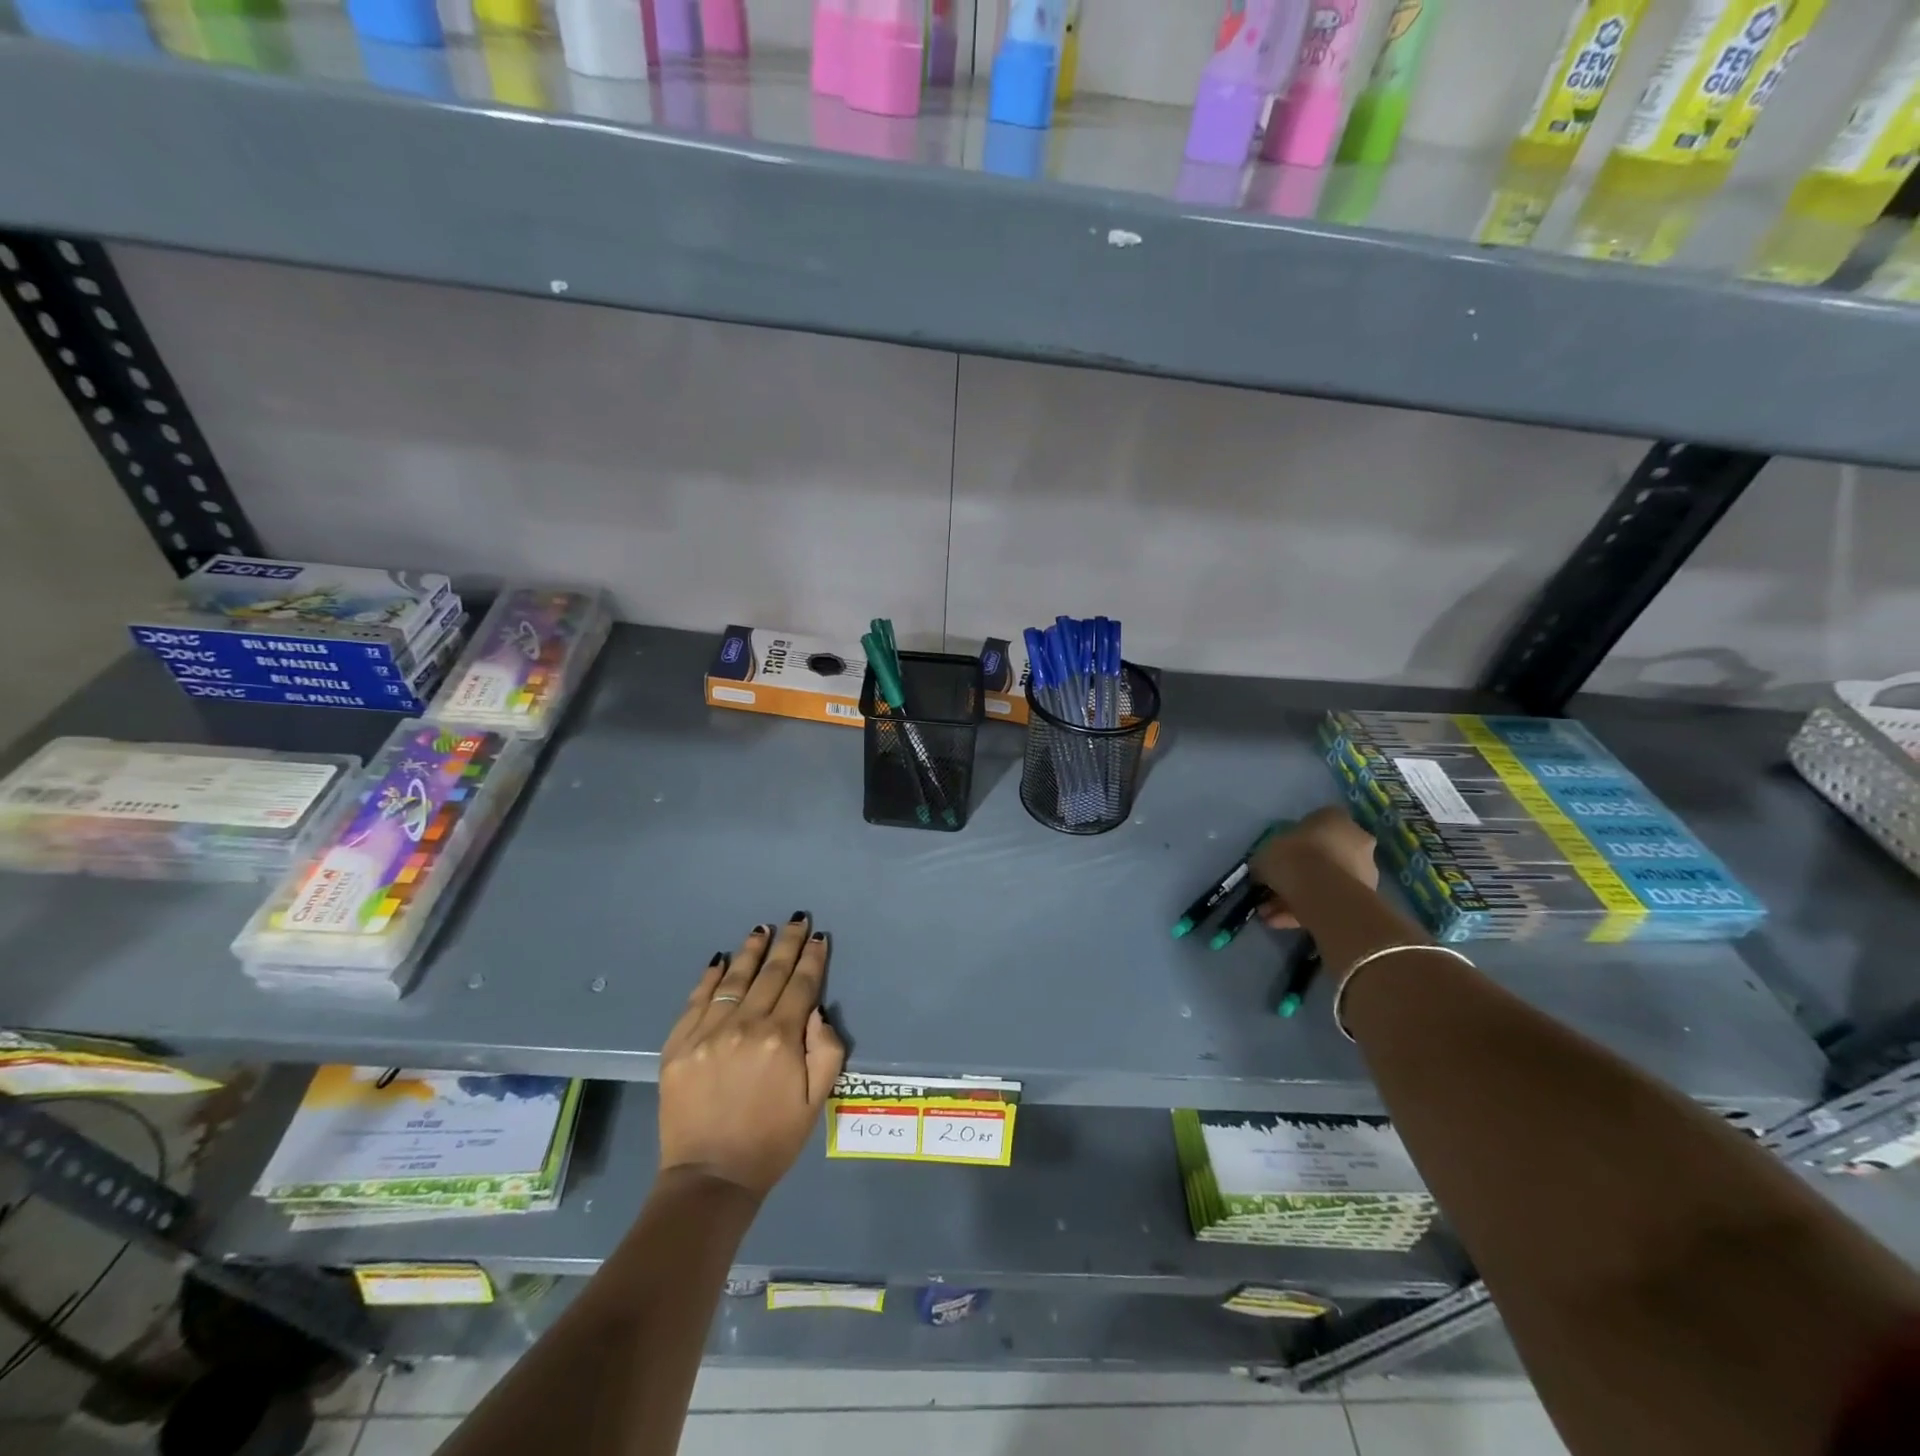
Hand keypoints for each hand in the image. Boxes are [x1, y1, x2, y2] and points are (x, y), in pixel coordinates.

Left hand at [657, 914, 846, 1199]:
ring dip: (751, 951)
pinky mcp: (678, 1045)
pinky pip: (697, 1000)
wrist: (710, 1178)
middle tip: (796, 919)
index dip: (813, 958)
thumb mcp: (816, 1101)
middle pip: (771, 974)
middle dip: (787, 943)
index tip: (819, 936)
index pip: (801, 985)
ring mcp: (707, 1033)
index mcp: (781, 1038)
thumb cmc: (772, 1140)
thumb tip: (816, 1010)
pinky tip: (721, 960)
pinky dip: (711, 977)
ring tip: (762, 929)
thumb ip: (826, 1050)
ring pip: (735, 980)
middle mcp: (744, 1025)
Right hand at [1251, 807, 1380, 929]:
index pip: (1315, 823)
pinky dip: (1305, 911)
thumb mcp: (1264, 853)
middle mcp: (1356, 840)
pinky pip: (1329, 901)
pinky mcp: (1364, 899)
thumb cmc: (1293, 858)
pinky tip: (1279, 923)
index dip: (1294, 840)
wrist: (1323, 893)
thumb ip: (1266, 859)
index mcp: (1334, 819)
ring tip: (1269, 914)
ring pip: (1326, 882)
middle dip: (1298, 873)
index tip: (1278, 855)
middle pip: (1324, 855)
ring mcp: (1364, 871)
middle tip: (1274, 889)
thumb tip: (1263, 871)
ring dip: (1298, 896)